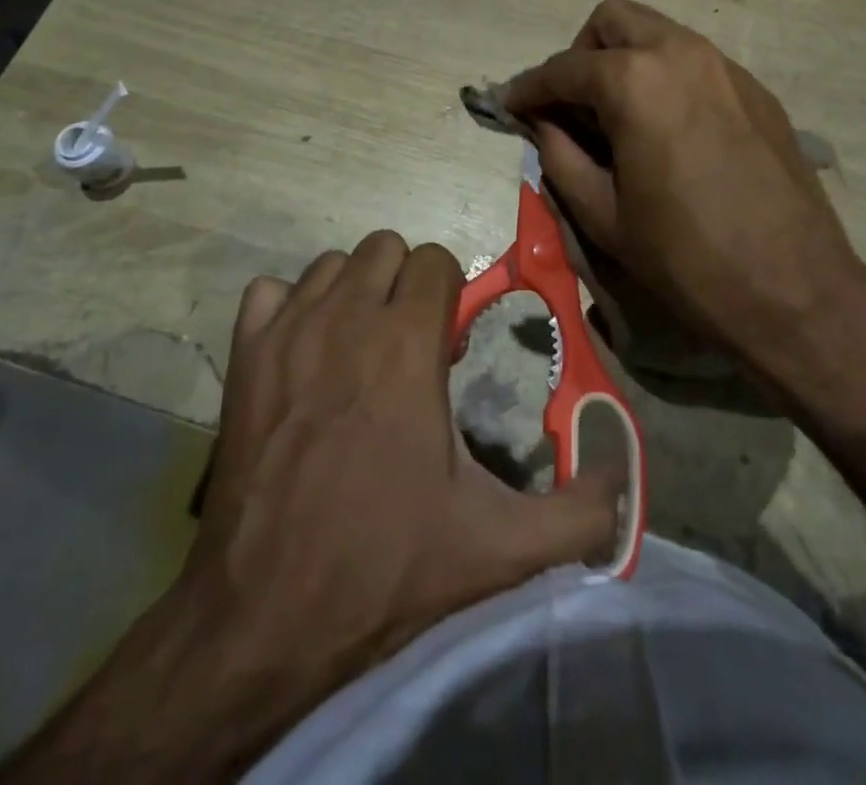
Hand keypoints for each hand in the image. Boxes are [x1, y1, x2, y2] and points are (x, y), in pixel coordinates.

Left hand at [0, 233, 619, 782]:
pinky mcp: (243, 356)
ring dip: (353, 292)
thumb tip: (622, 483)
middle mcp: (346, 317)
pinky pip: (270, 292)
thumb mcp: (498, 548)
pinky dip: (291, 309)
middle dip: (404, 283)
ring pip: (330, 264)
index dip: (450, 293)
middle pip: (384, 247)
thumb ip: (578, 514)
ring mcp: (287, 332)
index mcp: (406, 343)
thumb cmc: (384, 566)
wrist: (263, 618)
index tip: (447, 343)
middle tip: (408, 342)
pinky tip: (303, 353)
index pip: (434, 258)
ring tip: (359, 347)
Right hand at [505, 0, 861, 375]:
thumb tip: (543, 124)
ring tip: (618, 118)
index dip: (529, 87)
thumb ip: (560, 156)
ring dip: (626, 61)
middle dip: (582, 55)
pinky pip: (696, 63)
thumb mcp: (603, 214)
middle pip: (614, 21)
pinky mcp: (756, 91)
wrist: (793, 289)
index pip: (564, 68)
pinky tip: (669, 131)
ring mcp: (726, 67)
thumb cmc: (685, 258)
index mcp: (635, 82)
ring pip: (659, 34)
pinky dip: (667, 78)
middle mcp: (681, 53)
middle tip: (572, 106)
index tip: (510, 105)